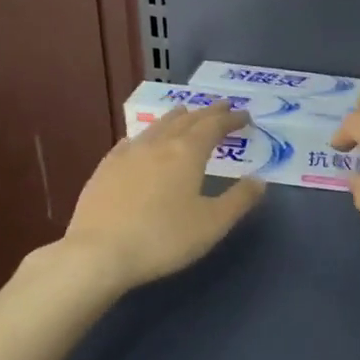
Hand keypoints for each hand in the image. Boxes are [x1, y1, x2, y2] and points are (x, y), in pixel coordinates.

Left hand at [60, 103, 265, 290]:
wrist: (99, 253)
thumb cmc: (163, 239)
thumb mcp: (212, 224)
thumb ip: (239, 200)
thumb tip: (260, 180)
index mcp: (187, 153)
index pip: (213, 126)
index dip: (231, 119)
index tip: (244, 115)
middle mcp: (157, 145)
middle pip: (186, 120)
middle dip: (207, 112)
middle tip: (221, 106)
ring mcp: (127, 154)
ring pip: (157, 126)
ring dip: (176, 117)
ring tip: (185, 111)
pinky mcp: (105, 169)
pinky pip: (132, 141)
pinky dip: (146, 134)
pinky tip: (141, 140)